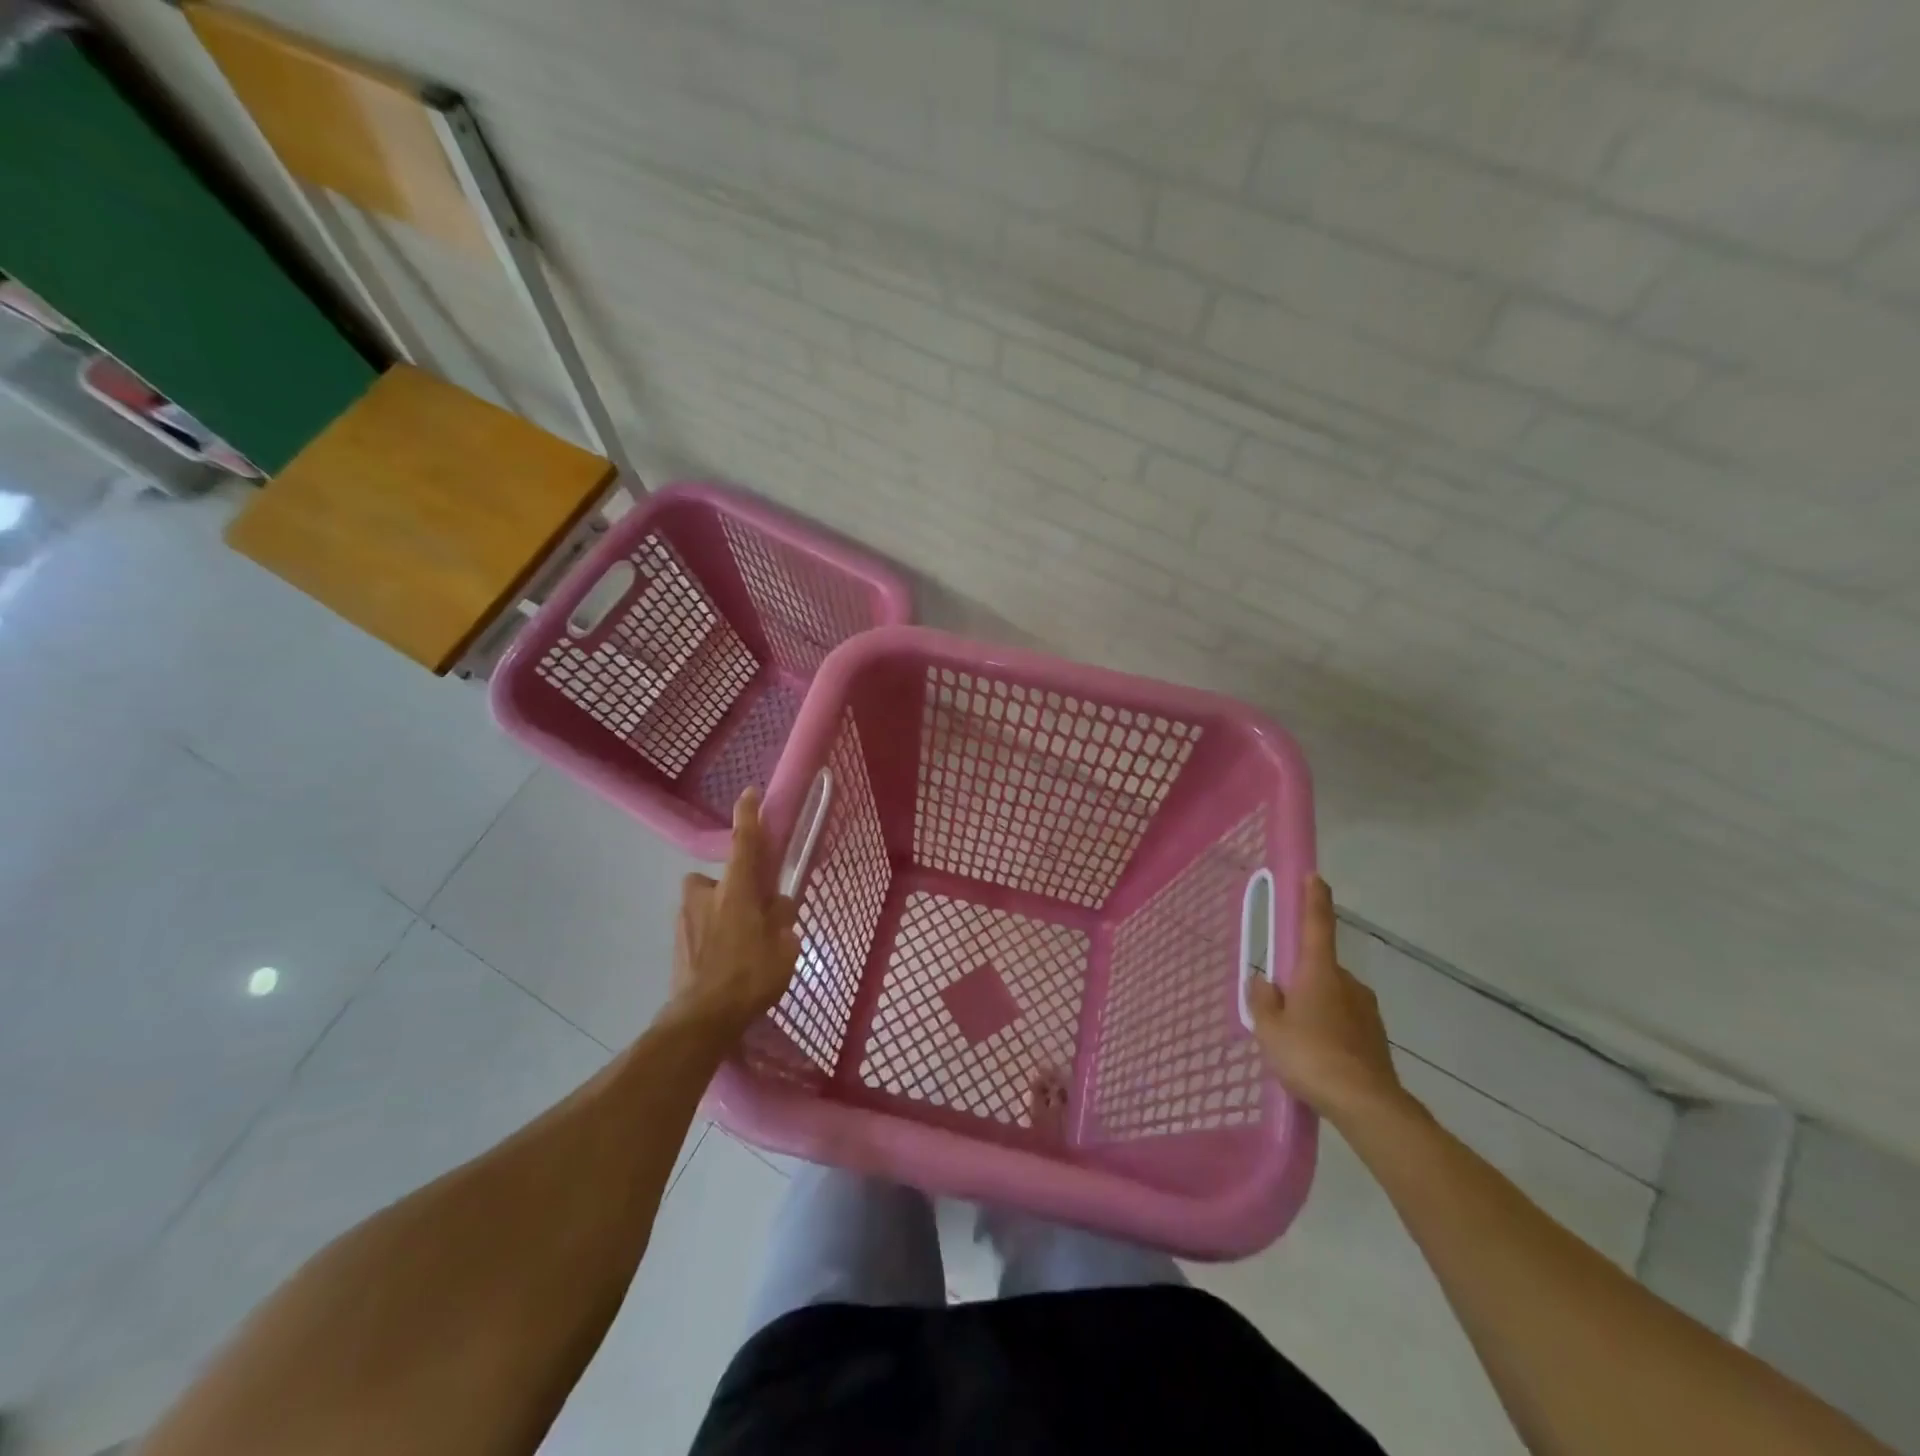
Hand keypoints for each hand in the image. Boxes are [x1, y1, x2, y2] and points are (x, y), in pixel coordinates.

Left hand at [670, 789, 801, 1037]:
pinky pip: (698, 927)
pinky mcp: (676, 943)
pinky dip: (711, 937)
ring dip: (720, 915)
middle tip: (750, 912)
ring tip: (739, 946)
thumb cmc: (749, 977)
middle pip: (717, 878)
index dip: (748, 816)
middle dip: (730, 888)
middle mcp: (705, 897)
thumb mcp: (784, 948)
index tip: (749, 793)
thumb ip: (782, 920)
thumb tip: (778, 907)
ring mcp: (685, 920)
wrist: (700, 1019)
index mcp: (735, 892)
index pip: (744, 844)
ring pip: (706, 904)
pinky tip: (724, 964)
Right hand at [1247, 876, 1404, 1124]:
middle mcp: (1347, 983)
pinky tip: (1317, 1057)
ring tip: (1296, 1041)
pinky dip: (1330, 1030)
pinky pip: (1344, 1022)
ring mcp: (1366, 1011)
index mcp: (1319, 972)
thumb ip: (1262, 1000)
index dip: (1314, 899)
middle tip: (1280, 1006)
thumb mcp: (1269, 1028)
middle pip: (1319, 968)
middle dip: (1300, 979)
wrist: (1366, 1105)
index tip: (1314, 877)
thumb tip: (1264, 982)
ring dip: (1315, 1007)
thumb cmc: (1310, 1056)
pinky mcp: (1376, 1038)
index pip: (1316, 925)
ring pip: (1332, 997)